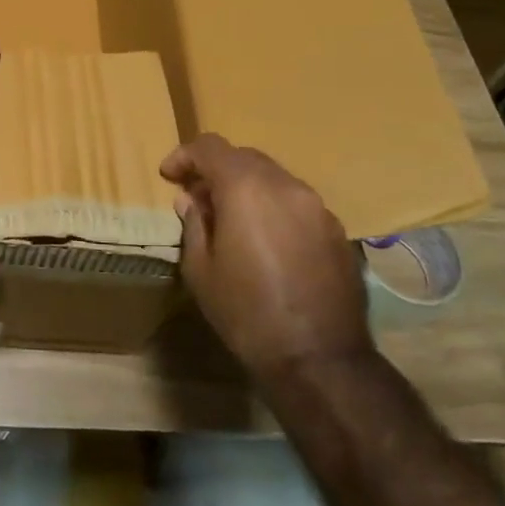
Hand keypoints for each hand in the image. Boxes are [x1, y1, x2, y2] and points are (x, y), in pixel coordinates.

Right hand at [161, 133, 373, 380]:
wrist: (319, 358)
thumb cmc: (246, 312)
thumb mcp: (201, 270)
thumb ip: (194, 225)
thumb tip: (191, 201)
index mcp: (246, 189)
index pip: (210, 147)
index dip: (184, 156)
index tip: (168, 176)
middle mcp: (285, 186)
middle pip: (244, 157)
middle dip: (216, 169)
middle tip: (196, 197)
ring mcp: (317, 207)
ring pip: (274, 177)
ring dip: (247, 187)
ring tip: (230, 217)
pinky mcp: (336, 230)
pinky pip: (296, 202)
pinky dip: (273, 206)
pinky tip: (264, 239)